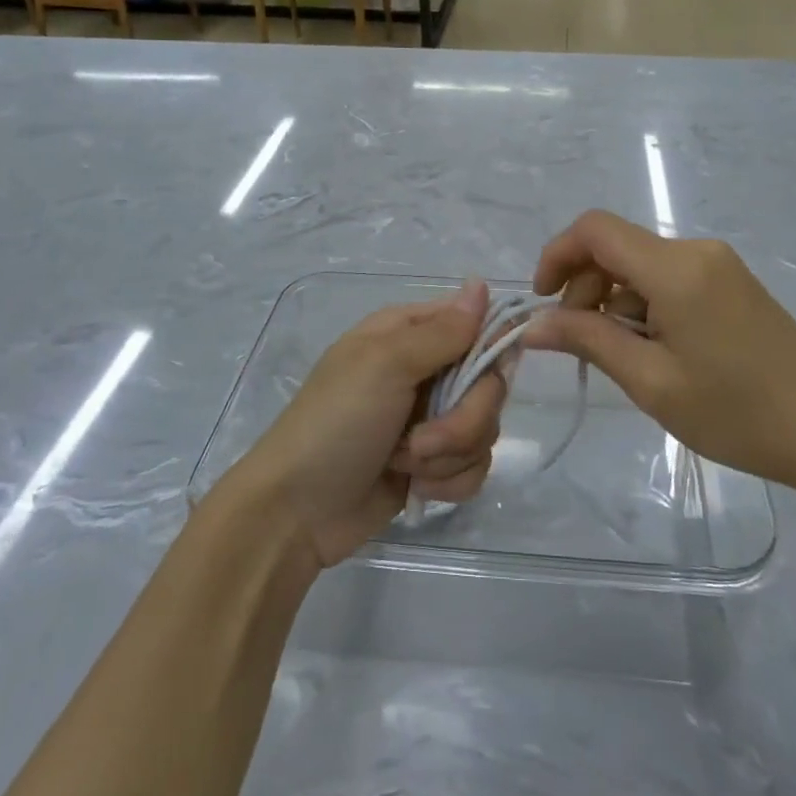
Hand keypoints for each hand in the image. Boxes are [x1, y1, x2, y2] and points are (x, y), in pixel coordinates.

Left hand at [227, 281, 504, 569]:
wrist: (296, 512)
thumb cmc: (335, 423)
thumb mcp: (385, 365)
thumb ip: (442, 332)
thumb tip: (481, 284)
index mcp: (410, 333)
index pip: (477, 322)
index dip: (495, 345)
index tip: (498, 369)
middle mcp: (426, 370)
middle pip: (490, 383)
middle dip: (465, 419)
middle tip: (421, 439)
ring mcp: (431, 418)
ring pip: (485, 428)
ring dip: (451, 454)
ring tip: (406, 464)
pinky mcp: (434, 464)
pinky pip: (475, 465)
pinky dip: (449, 481)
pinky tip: (415, 487)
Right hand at [524, 211, 795, 493]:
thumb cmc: (736, 412)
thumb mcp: (651, 382)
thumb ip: (588, 341)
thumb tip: (534, 326)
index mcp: (676, 268)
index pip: (595, 230)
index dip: (557, 255)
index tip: (544, 303)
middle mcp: (696, 251)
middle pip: (617, 246)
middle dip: (585, 286)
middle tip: (582, 342)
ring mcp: (718, 264)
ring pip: (641, 264)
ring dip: (616, 300)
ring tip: (627, 358)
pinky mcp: (731, 282)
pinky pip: (669, 277)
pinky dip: (645, 304)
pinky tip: (657, 350)